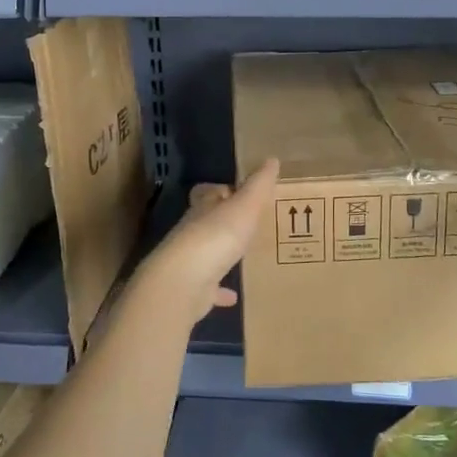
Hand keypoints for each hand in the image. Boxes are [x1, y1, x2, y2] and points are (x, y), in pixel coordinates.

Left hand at [131, 159, 279, 325]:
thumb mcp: (245, 206)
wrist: (184, 282)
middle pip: (206, 222)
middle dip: (223, 223)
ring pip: (206, 254)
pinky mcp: (191, 290)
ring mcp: (189, 262)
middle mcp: (192, 232)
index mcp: (203, 209)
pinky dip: (219, 291)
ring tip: (242, 258)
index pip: (208, 193)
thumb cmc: (216, 236)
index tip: (238, 193)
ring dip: (220, 255)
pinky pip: (208, 288)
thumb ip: (258, 185)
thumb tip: (272, 159)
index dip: (221, 191)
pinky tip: (233, 297)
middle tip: (247, 226)